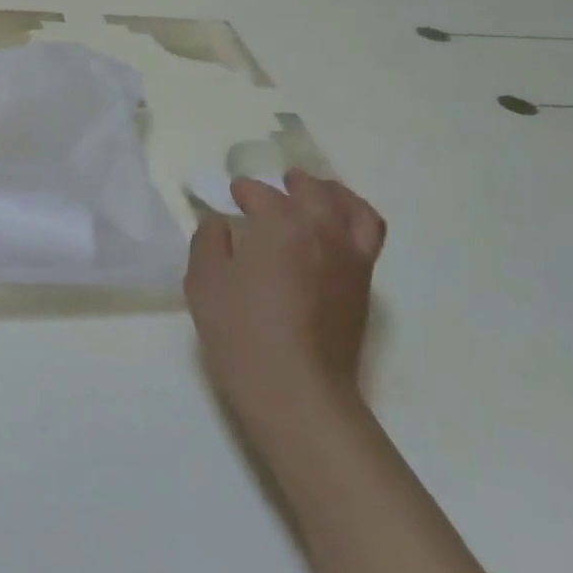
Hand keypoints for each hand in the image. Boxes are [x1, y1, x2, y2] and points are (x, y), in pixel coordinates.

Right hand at [185, 170, 385, 435]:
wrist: (296, 389)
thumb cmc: (241, 331)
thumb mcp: (204, 281)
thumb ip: (209, 241)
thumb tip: (219, 224)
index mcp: (282, 224)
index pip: (262, 195)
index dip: (245, 191)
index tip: (233, 194)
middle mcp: (324, 231)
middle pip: (313, 192)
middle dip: (293, 183)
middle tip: (278, 183)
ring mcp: (351, 258)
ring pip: (352, 208)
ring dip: (332, 193)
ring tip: (319, 193)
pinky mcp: (363, 285)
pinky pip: (367, 235)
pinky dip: (354, 218)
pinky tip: (335, 231)